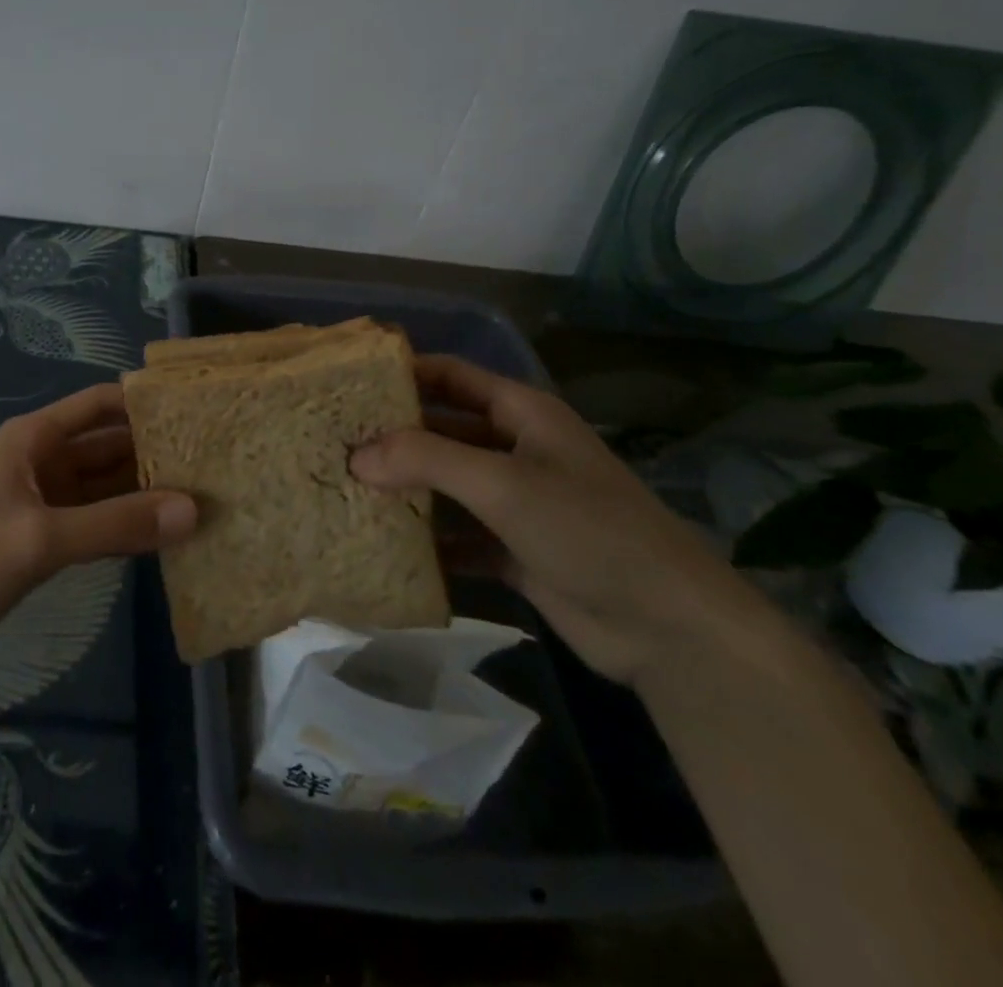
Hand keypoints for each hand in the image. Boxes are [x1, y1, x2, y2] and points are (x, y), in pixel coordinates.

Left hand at [0, 382, 196, 639]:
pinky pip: (99, 518)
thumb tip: (192, 510)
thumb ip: (115, 524)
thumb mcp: (41, 539)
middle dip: (156, 450)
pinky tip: (167, 533)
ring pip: (108, 484)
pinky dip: (129, 522)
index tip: (196, 411)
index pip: (100, 404)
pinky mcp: (47, 536)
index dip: (144, 402)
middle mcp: (44, 460)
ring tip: (205, 494)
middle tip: (215, 461)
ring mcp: (47, 500)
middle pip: (110, 444)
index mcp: (35, 438)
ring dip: (147, 489)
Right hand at [351, 354, 769, 685]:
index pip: (451, 375)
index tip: (347, 381)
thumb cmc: (588, 530)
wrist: (669, 629)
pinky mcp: (513, 549)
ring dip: (404, 489)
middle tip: (333, 442)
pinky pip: (457, 535)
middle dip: (392, 436)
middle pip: (442, 430)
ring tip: (343, 490)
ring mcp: (515, 502)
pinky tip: (381, 545)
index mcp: (521, 414)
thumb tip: (355, 457)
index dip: (403, 372)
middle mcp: (515, 450)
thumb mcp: (504, 484)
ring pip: (446, 484)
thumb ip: (426, 461)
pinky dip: (426, 540)